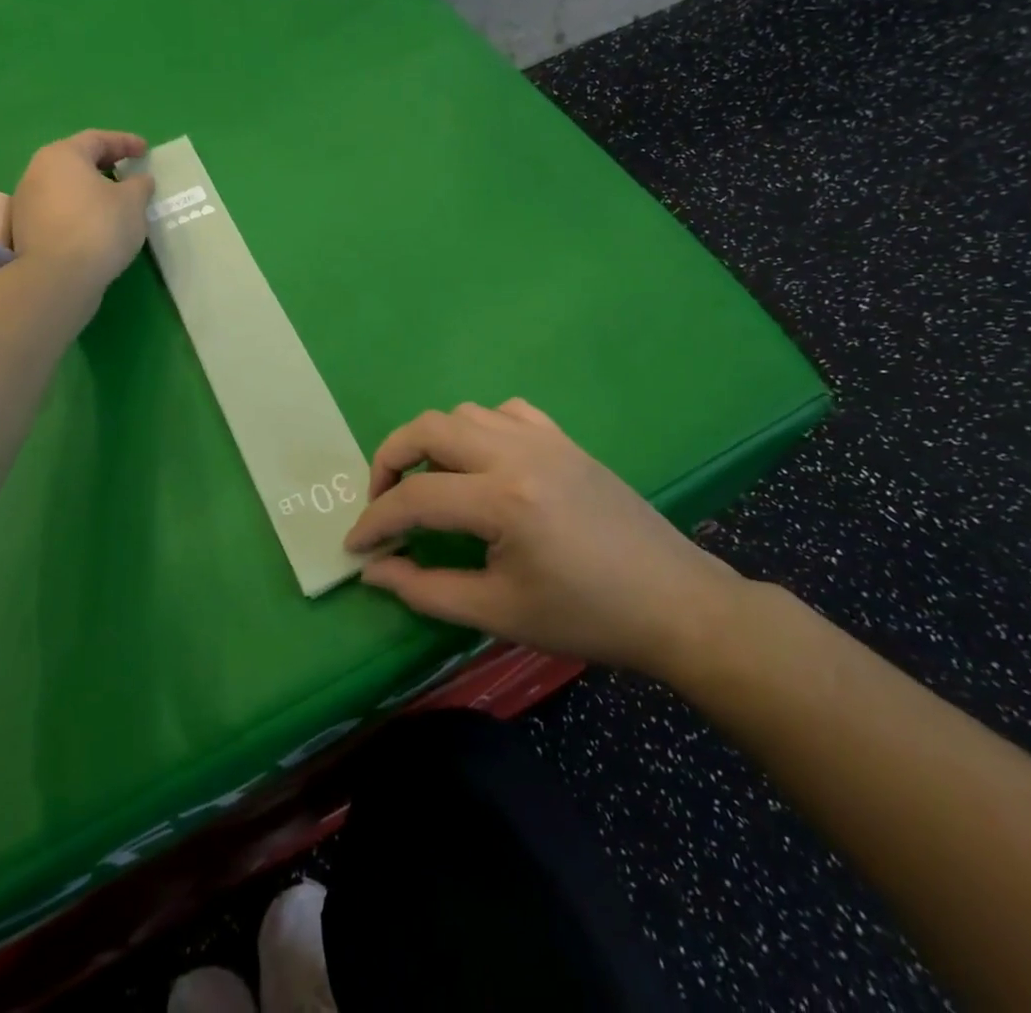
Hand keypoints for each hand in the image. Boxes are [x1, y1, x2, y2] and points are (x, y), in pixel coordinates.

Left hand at [9, 130, 152, 289]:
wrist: (58, 277)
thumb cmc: (99, 227)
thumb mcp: (133, 202)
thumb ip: (139, 185)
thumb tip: (139, 180)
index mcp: (62, 155)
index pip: (97, 139)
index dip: (125, 142)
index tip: (146, 151)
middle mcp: (37, 172)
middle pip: (76, 161)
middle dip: (104, 165)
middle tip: (128, 172)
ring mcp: (26, 203)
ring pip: (65, 187)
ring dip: (90, 190)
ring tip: (115, 203)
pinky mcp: (24, 231)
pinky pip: (58, 211)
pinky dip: (79, 211)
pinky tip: (96, 226)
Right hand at [344, 399, 747, 677]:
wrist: (674, 604)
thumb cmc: (586, 617)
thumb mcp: (498, 614)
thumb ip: (425, 589)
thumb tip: (373, 570)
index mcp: (502, 500)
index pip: (414, 498)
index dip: (375, 521)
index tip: (356, 545)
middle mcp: (517, 453)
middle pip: (427, 428)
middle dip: (389, 460)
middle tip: (382, 501)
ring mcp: (544, 438)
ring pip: (463, 413)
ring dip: (432, 442)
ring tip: (430, 484)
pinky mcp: (564, 439)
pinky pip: (505, 413)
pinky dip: (478, 430)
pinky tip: (483, 464)